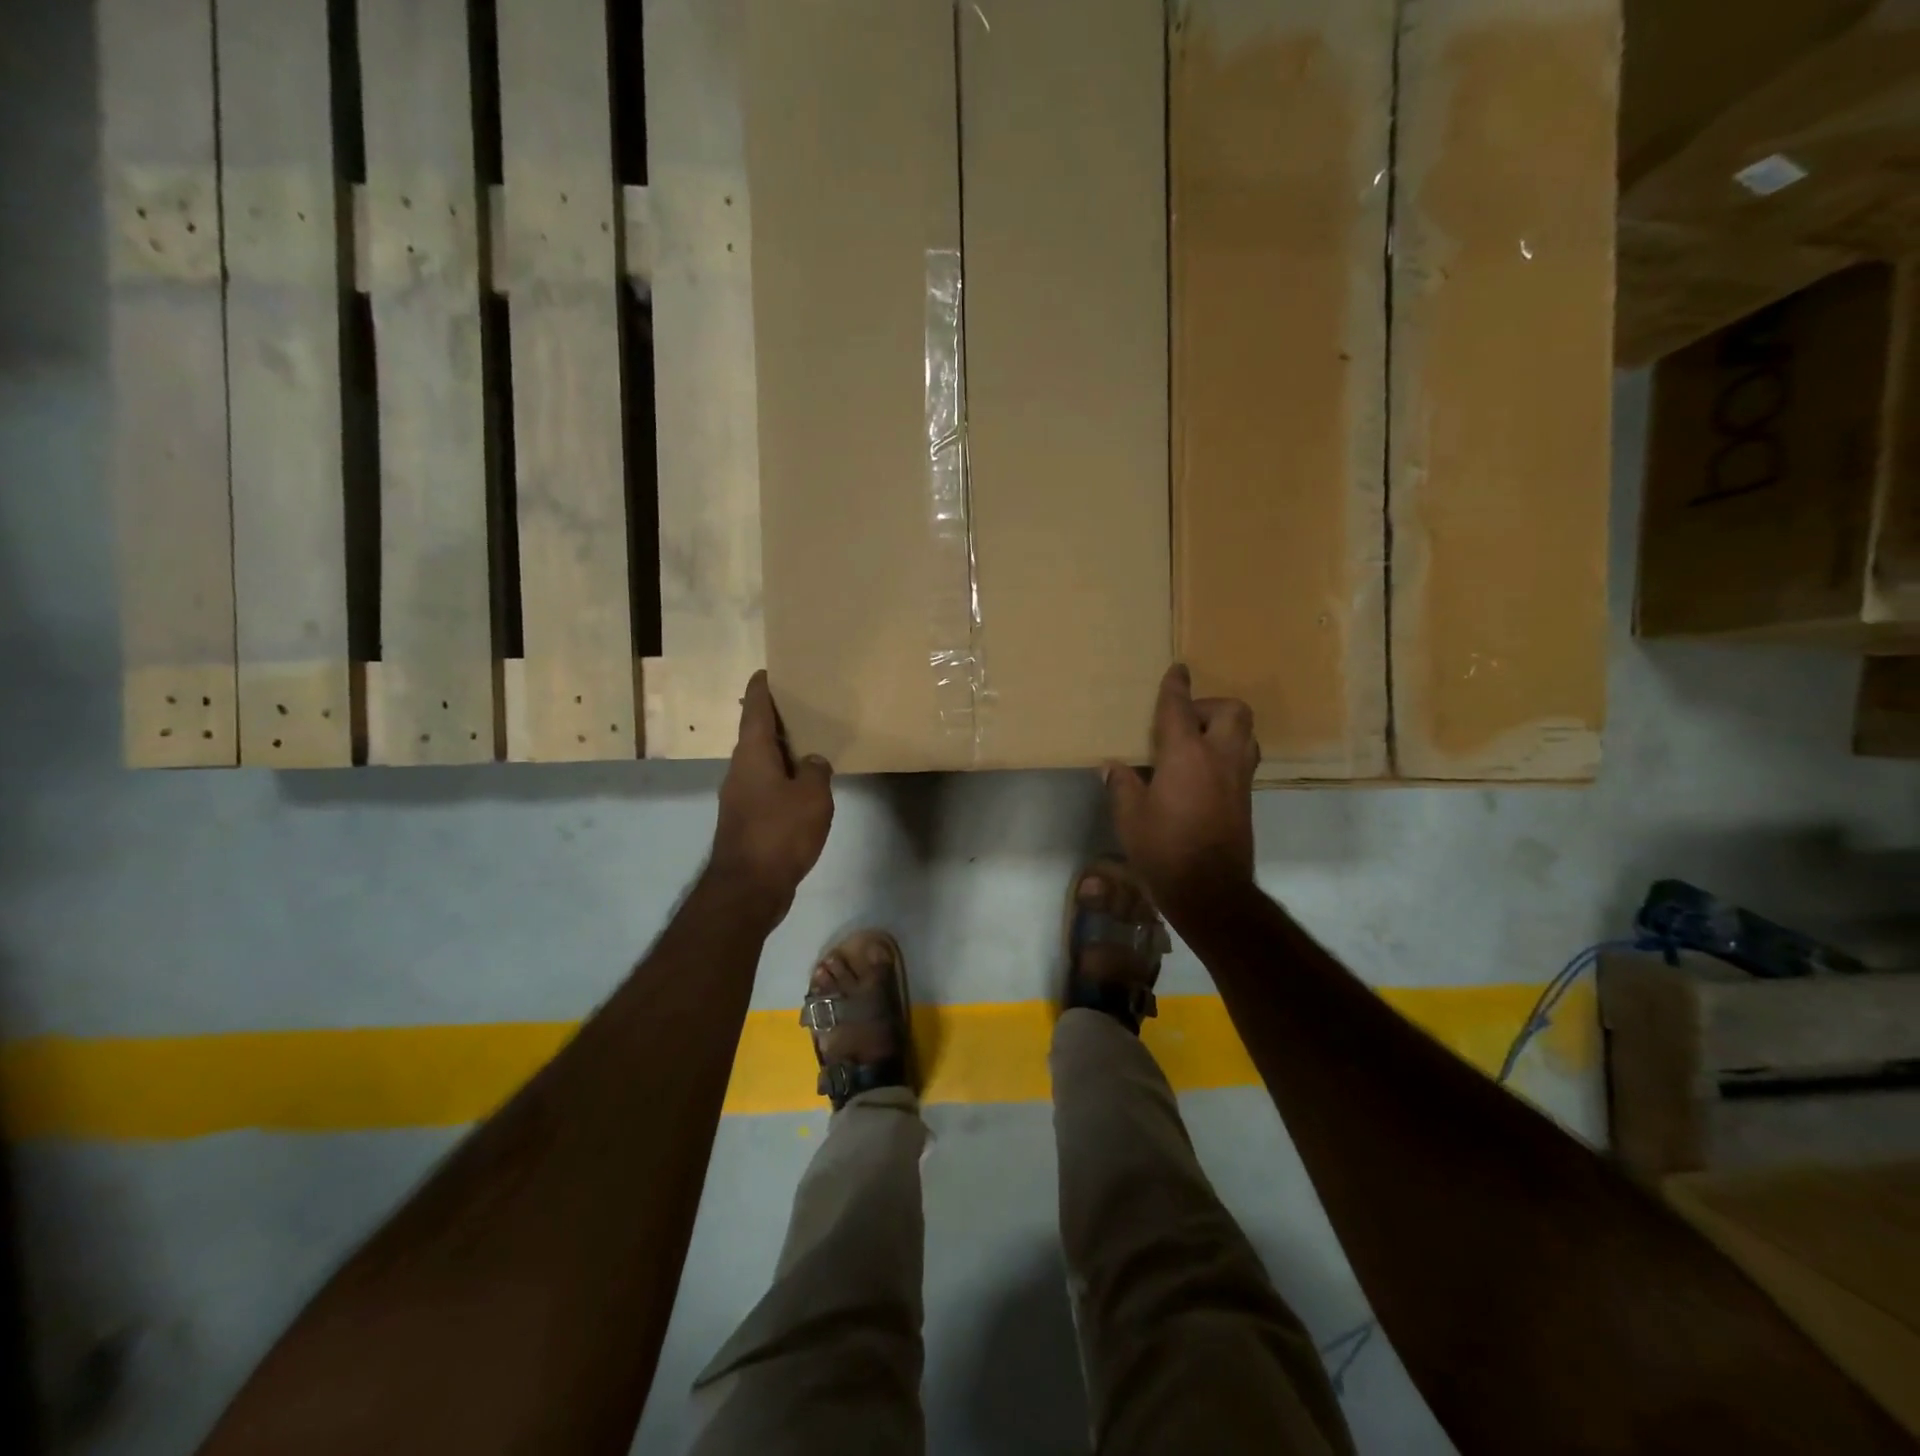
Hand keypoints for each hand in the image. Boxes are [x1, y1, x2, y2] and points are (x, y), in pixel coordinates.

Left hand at [709, 671, 833, 916]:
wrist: (748, 887)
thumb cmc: (780, 832)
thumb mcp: (812, 796)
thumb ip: (816, 770)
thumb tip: (812, 762)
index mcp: (753, 753)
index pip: (754, 708)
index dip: (762, 687)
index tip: (770, 671)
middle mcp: (740, 769)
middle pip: (756, 733)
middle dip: (777, 719)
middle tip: (805, 705)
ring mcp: (740, 796)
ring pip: (762, 762)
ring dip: (782, 751)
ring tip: (811, 744)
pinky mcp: (746, 819)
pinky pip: (766, 786)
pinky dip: (783, 778)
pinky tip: (804, 787)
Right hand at [1104, 664, 1257, 913]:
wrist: (1210, 891)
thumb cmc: (1163, 849)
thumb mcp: (1129, 817)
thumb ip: (1122, 785)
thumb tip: (1113, 767)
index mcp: (1185, 754)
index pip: (1180, 708)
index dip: (1176, 686)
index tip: (1178, 669)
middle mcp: (1219, 758)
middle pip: (1231, 711)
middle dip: (1210, 705)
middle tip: (1185, 720)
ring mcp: (1238, 779)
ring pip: (1245, 734)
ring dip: (1225, 728)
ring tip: (1197, 743)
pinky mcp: (1246, 800)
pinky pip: (1243, 759)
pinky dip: (1227, 753)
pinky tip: (1203, 773)